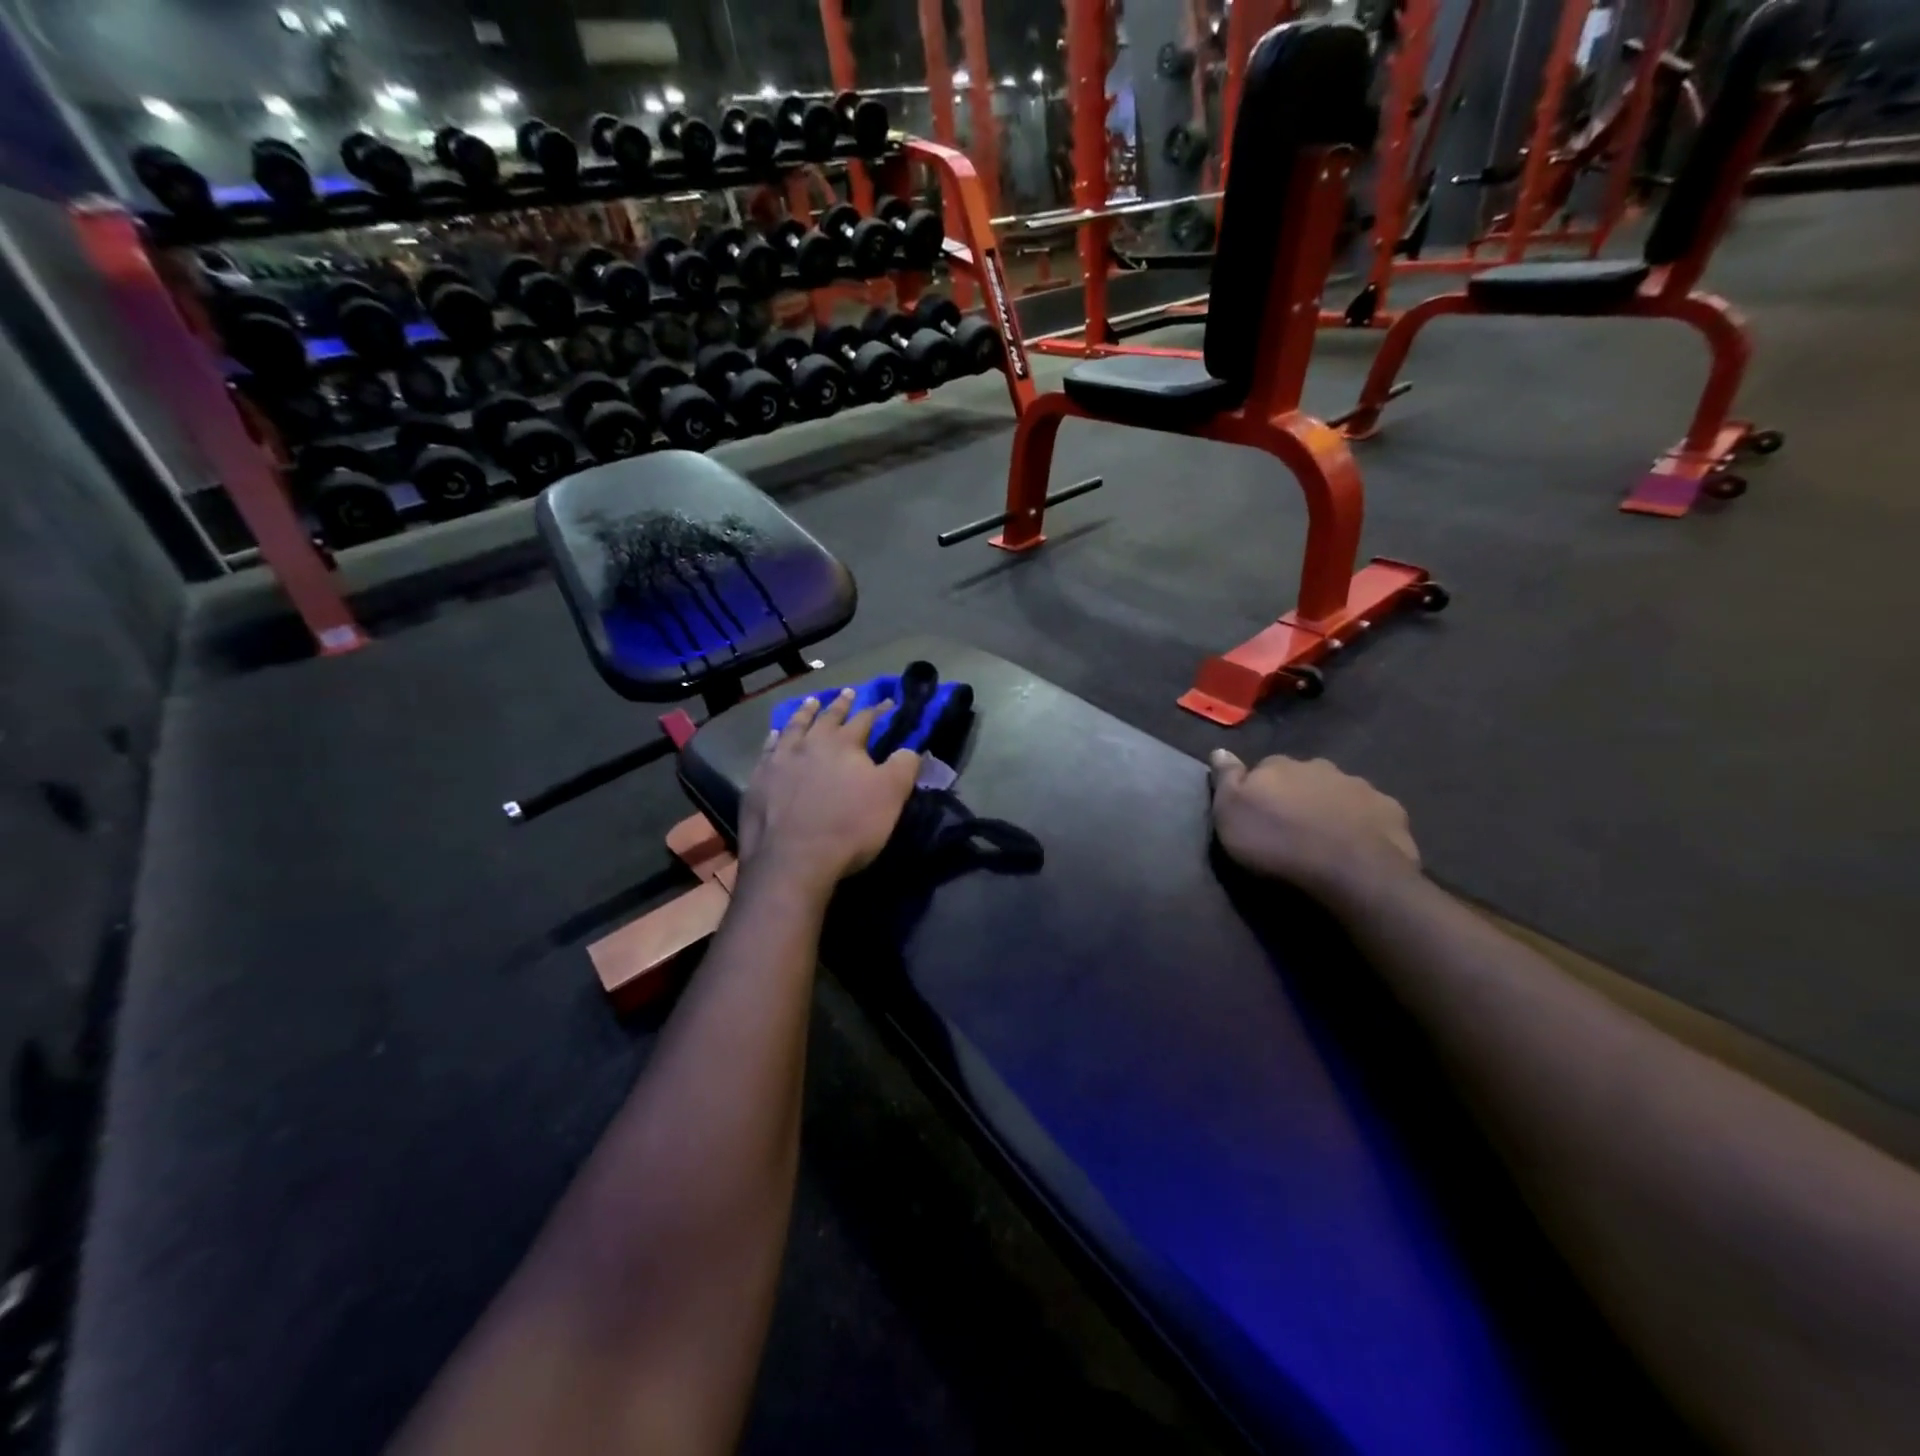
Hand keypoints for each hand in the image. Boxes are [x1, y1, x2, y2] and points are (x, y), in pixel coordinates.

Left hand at [737, 688, 920, 897]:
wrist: (793, 859)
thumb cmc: (849, 826)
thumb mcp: (891, 796)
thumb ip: (903, 766)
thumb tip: (910, 748)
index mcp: (844, 744)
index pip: (866, 719)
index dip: (879, 710)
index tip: (888, 702)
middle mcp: (810, 744)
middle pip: (827, 717)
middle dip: (841, 704)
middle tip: (848, 692)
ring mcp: (780, 761)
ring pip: (795, 727)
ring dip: (805, 713)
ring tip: (810, 702)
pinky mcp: (759, 781)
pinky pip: (768, 750)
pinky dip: (775, 739)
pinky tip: (775, 736)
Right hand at [1208, 751, 1420, 906]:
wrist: (1352, 872)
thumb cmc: (1279, 843)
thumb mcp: (1231, 814)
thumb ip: (1226, 779)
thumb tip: (1219, 749)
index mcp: (1280, 766)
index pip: (1265, 767)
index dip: (1261, 788)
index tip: (1259, 811)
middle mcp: (1320, 767)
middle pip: (1305, 777)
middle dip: (1299, 794)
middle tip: (1293, 826)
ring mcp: (1360, 787)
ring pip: (1339, 791)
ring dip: (1331, 807)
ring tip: (1326, 837)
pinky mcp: (1391, 811)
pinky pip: (1372, 813)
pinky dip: (1364, 824)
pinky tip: (1359, 845)